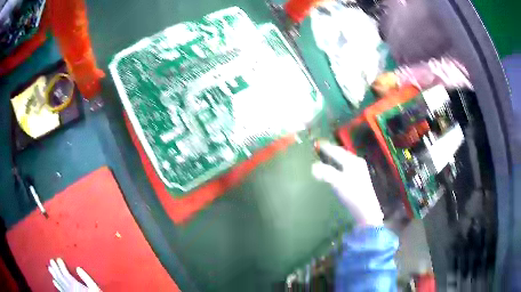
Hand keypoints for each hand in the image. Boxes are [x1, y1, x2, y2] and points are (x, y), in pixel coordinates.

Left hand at [48, 258, 99, 291]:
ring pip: (58, 282)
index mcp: (74, 284)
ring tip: (50, 268)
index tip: (59, 259)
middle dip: (55, 268)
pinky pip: (60, 290)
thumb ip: (86, 278)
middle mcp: (69, 287)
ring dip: (54, 275)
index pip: (64, 272)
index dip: (60, 264)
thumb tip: (78, 268)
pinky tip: (54, 281)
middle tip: (51, 261)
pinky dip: (56, 285)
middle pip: (59, 276)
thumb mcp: (93, 288)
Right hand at [311, 143, 383, 226]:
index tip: (318, 143)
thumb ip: (326, 173)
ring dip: (337, 157)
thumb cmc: (353, 194)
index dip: (327, 147)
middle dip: (333, 150)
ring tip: (329, 156)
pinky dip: (340, 164)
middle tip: (323, 148)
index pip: (337, 151)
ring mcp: (360, 170)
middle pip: (343, 154)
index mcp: (352, 162)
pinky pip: (347, 166)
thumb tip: (313, 166)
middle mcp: (357, 163)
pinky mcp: (360, 178)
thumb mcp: (338, 183)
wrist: (366, 210)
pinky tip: (338, 169)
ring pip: (346, 160)